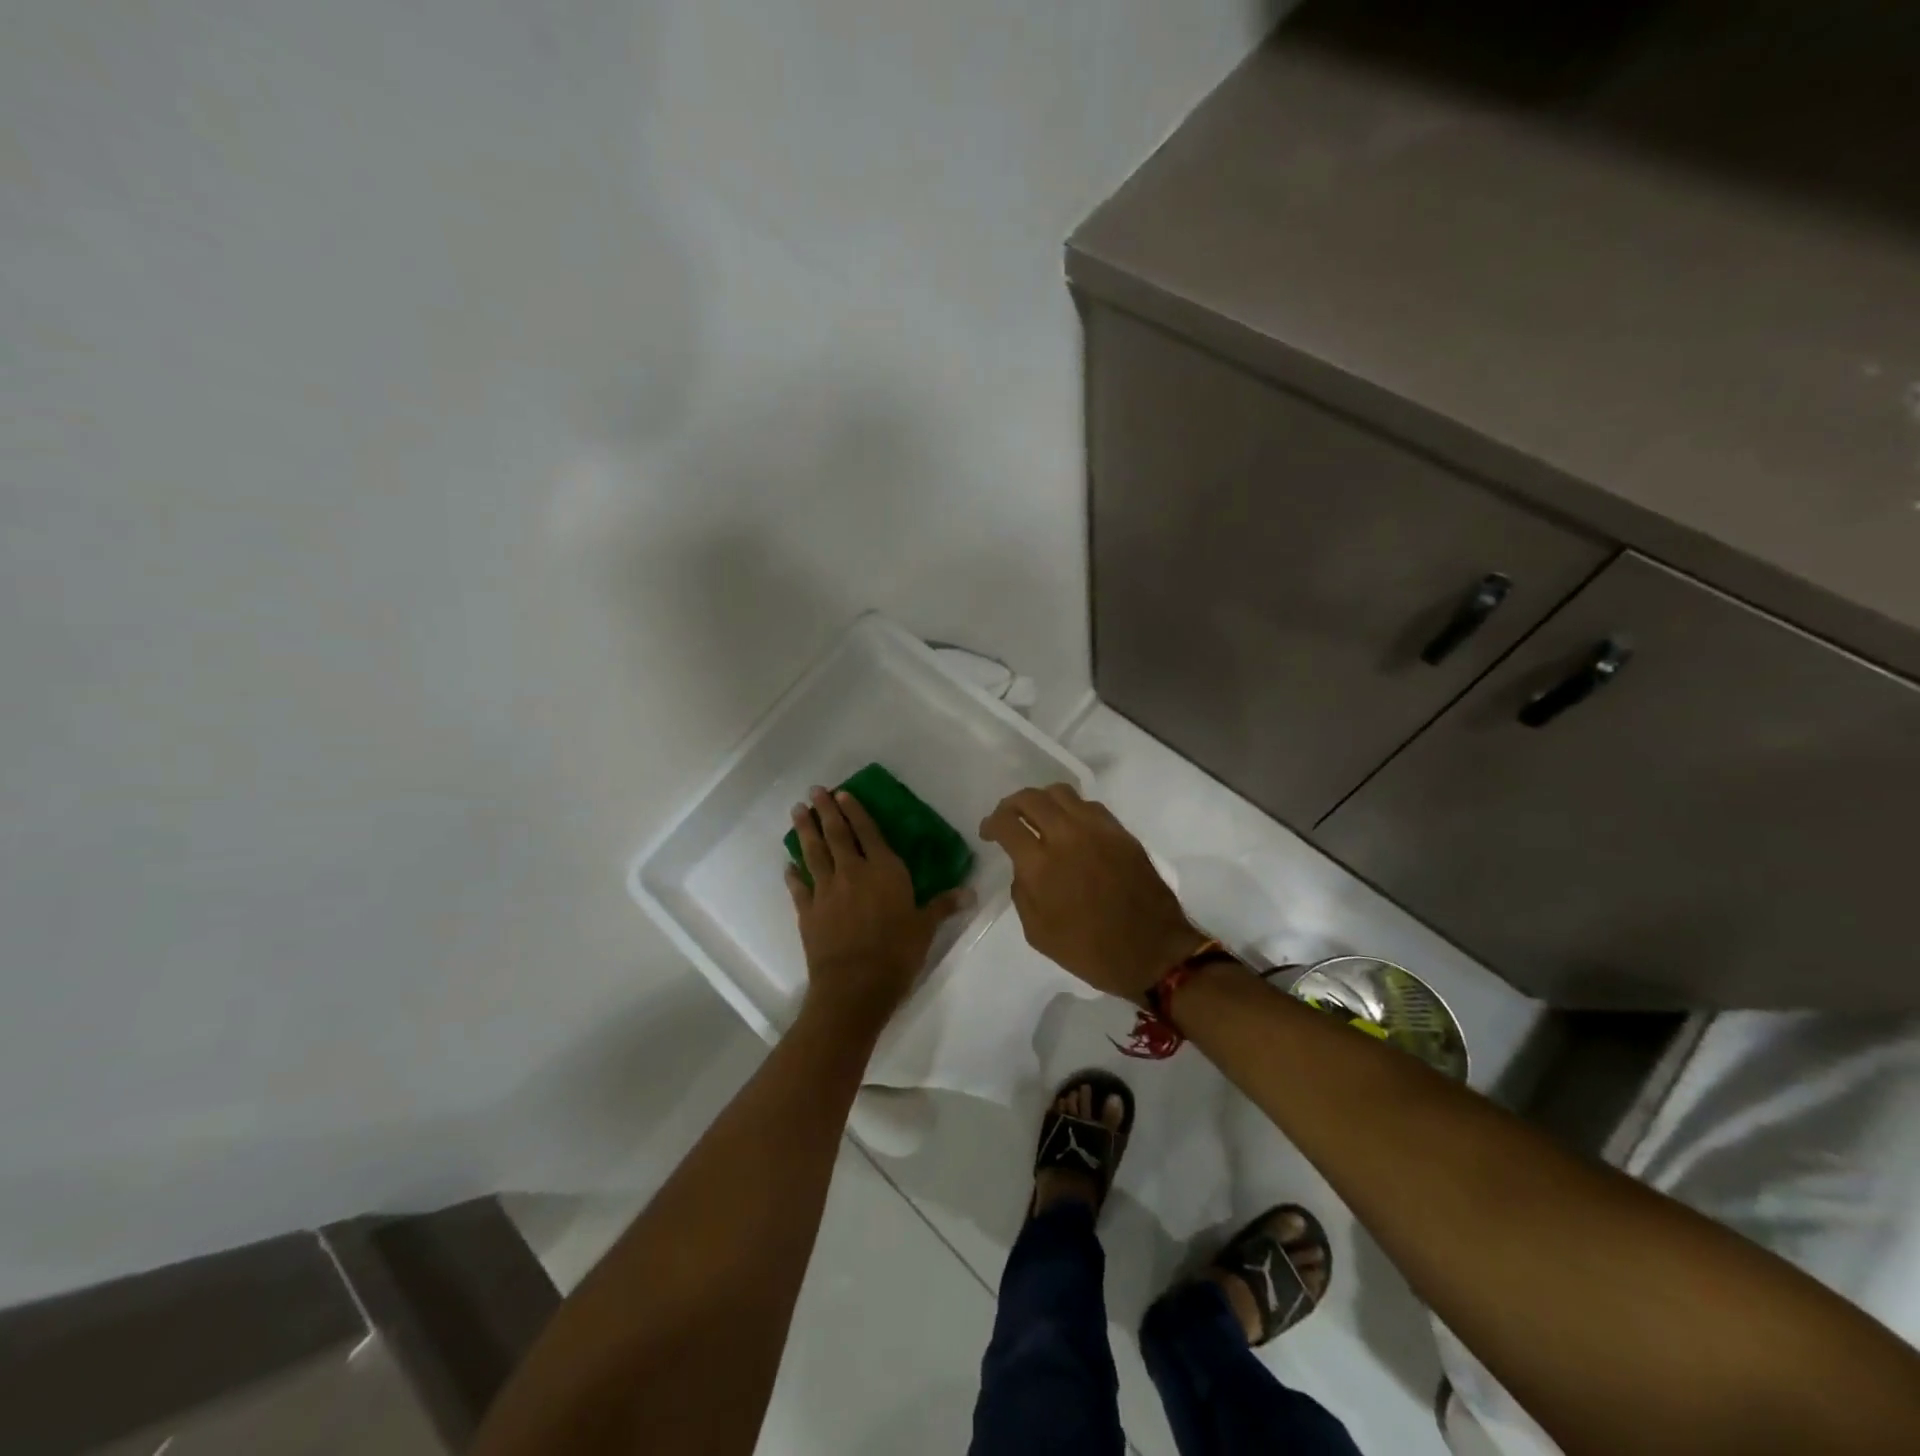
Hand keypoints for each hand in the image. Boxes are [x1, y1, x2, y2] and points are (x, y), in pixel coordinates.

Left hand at [786, 786, 971, 1033]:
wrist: (855, 986)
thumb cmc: (897, 953)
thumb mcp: (926, 928)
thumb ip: (943, 905)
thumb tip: (971, 893)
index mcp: (884, 870)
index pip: (868, 832)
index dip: (855, 811)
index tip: (843, 793)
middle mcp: (853, 872)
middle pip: (836, 834)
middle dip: (826, 810)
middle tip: (814, 791)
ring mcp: (826, 890)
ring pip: (813, 853)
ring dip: (805, 830)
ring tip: (797, 811)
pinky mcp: (808, 911)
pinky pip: (798, 887)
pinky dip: (793, 874)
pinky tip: (788, 865)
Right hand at [980, 784, 1205, 1001]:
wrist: (1152, 952)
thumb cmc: (1090, 951)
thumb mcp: (1038, 933)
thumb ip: (1022, 892)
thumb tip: (1023, 867)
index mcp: (1041, 864)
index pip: (1006, 822)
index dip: (991, 823)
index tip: (988, 832)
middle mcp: (1067, 836)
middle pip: (1031, 798)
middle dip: (1012, 804)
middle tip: (1008, 818)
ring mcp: (1098, 830)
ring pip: (1061, 792)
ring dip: (1042, 800)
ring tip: (1039, 817)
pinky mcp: (1121, 832)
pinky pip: (1089, 806)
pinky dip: (1071, 809)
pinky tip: (1071, 827)